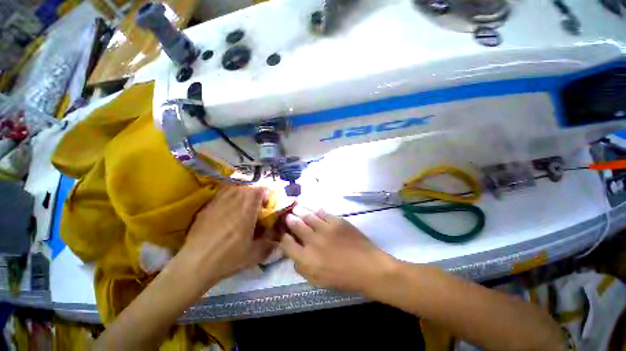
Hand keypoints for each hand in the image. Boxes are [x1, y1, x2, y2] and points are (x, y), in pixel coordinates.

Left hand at [176, 186, 274, 288]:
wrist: (195, 265)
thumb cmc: (228, 258)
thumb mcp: (255, 254)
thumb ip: (270, 242)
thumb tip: (279, 236)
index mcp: (246, 210)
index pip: (258, 190)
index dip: (266, 193)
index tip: (267, 203)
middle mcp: (232, 202)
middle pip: (246, 187)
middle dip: (254, 193)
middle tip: (256, 204)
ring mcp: (217, 203)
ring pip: (233, 188)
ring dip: (241, 192)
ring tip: (242, 203)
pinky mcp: (206, 209)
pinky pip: (220, 195)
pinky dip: (228, 196)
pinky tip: (227, 208)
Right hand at [279, 206, 395, 294]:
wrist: (368, 267)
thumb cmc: (342, 278)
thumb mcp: (317, 281)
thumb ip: (301, 268)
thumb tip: (293, 255)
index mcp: (306, 259)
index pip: (286, 243)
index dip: (283, 236)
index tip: (283, 233)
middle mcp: (313, 241)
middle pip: (295, 225)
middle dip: (289, 219)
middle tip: (288, 216)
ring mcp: (325, 228)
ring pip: (307, 215)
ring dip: (299, 211)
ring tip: (296, 208)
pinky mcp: (337, 221)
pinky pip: (322, 212)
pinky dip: (315, 210)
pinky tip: (312, 209)